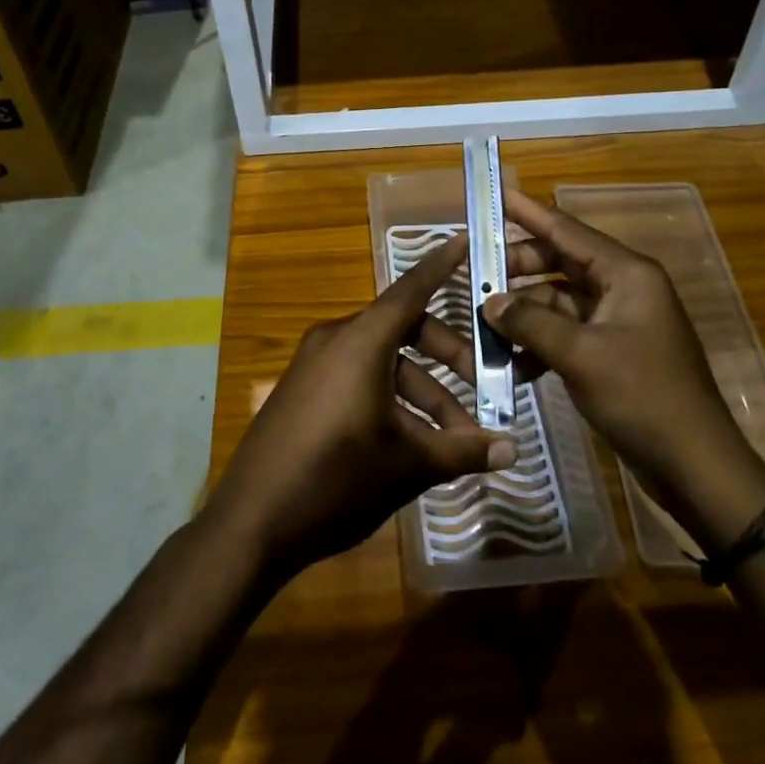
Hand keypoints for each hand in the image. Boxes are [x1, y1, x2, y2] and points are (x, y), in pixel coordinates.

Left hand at [203, 235, 517, 580]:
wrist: (251, 524)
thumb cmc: (336, 480)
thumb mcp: (407, 465)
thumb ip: (462, 451)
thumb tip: (513, 450)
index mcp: (360, 341)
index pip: (411, 290)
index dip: (441, 265)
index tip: (464, 240)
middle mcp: (336, 340)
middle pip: (405, 330)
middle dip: (448, 358)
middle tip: (484, 391)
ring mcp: (314, 364)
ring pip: (383, 361)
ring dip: (423, 392)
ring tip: (453, 441)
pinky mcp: (303, 390)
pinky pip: (358, 377)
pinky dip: (391, 398)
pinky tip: (412, 443)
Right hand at [482, 189, 764, 550]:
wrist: (695, 467)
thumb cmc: (643, 397)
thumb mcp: (580, 356)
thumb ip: (530, 323)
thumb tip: (490, 303)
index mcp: (627, 274)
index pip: (568, 231)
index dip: (529, 212)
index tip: (495, 193)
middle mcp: (624, 288)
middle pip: (559, 264)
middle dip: (517, 269)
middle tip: (474, 274)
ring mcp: (619, 322)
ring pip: (559, 301)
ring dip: (524, 312)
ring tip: (484, 323)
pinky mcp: (613, 352)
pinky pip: (567, 333)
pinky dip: (540, 342)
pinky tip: (511, 363)